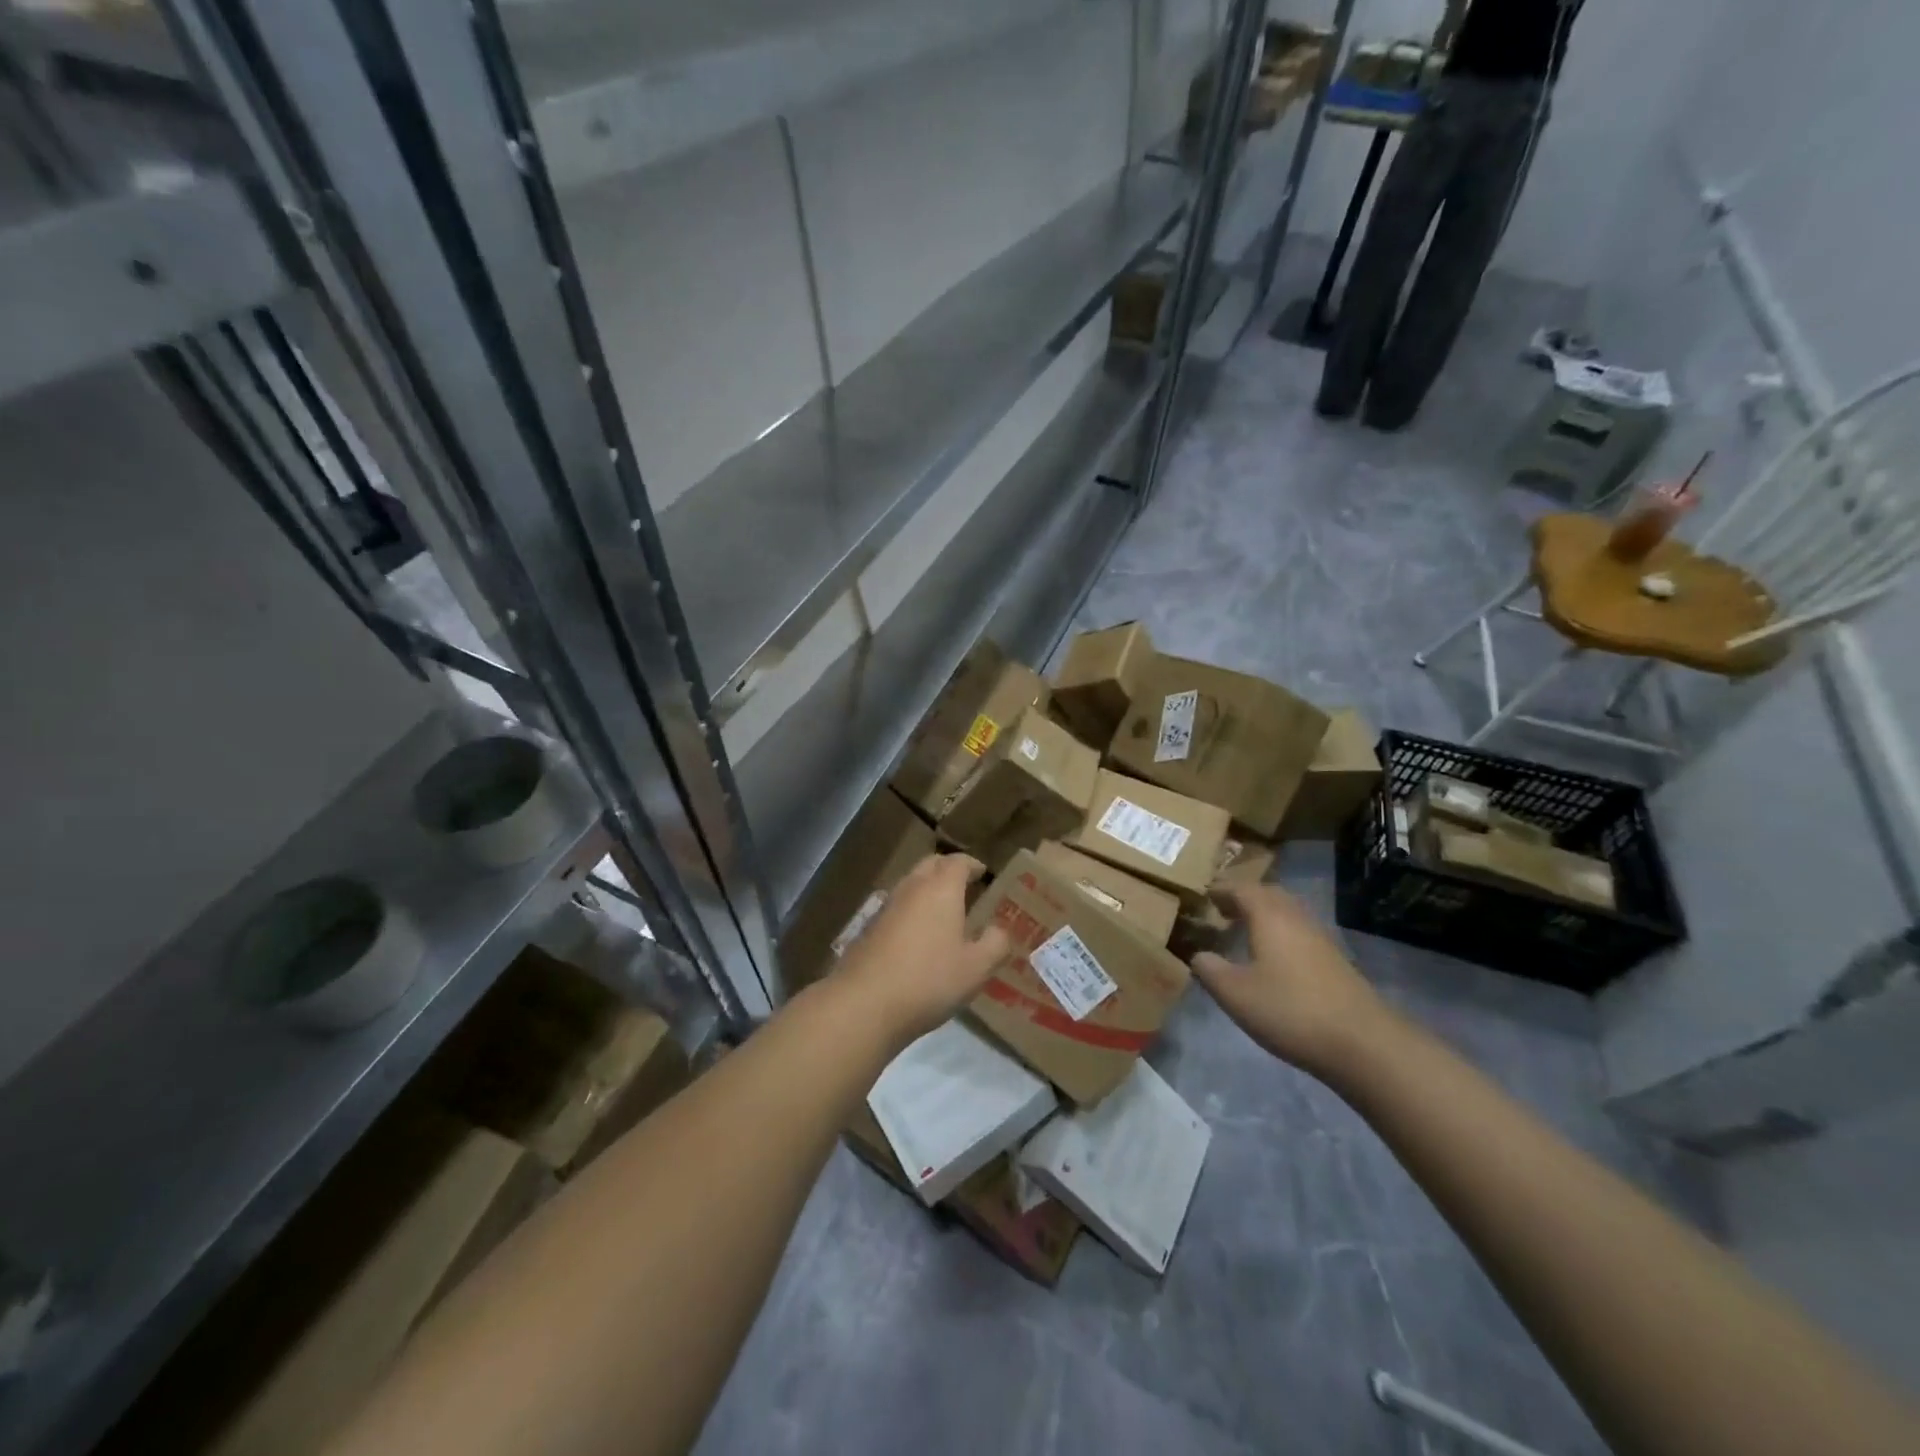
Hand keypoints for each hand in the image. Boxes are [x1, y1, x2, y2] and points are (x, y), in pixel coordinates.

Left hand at [835, 854, 1010, 1044]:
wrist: (864, 1003)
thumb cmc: (929, 979)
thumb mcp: (976, 968)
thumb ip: (995, 944)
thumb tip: (999, 930)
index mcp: (941, 889)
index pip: (958, 862)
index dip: (972, 865)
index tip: (983, 874)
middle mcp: (912, 888)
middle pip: (930, 865)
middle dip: (948, 869)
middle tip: (964, 886)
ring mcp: (886, 907)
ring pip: (910, 884)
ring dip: (927, 889)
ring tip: (943, 911)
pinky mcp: (868, 928)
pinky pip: (896, 907)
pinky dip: (911, 910)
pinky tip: (917, 936)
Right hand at [1191, 884, 1391, 1077]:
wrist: (1363, 1043)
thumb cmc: (1290, 1010)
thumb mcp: (1235, 993)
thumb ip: (1210, 969)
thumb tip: (1198, 954)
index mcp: (1269, 916)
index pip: (1241, 888)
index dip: (1221, 890)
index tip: (1203, 896)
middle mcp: (1296, 918)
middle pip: (1269, 894)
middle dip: (1244, 898)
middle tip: (1223, 910)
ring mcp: (1321, 938)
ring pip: (1288, 913)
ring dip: (1265, 915)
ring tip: (1244, 932)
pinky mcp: (1335, 961)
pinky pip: (1300, 933)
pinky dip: (1281, 934)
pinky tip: (1274, 959)